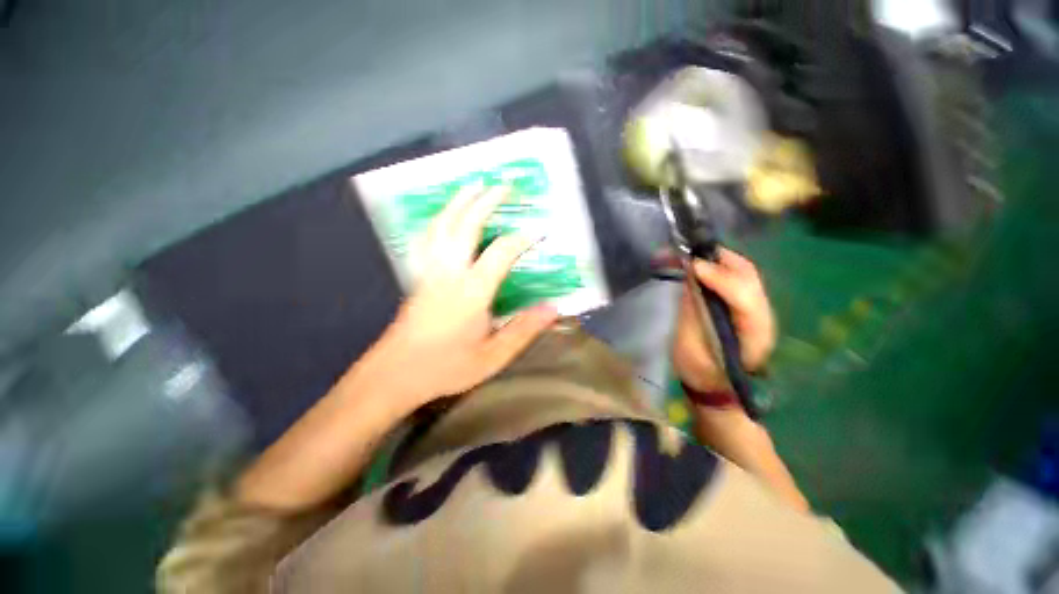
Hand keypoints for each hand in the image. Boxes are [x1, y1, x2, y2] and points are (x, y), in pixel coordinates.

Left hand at [371, 183, 558, 411]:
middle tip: (504, 186)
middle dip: (486, 201)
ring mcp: (429, 271)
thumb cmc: (445, 367)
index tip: (540, 230)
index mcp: (471, 291)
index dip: (522, 237)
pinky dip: (437, 220)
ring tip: (473, 186)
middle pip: (466, 225)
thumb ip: (523, 330)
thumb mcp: (492, 356)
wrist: (394, 374)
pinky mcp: (417, 276)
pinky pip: (426, 238)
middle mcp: (448, 272)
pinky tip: (443, 216)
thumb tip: (553, 309)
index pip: (501, 252)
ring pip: (441, 225)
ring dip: (459, 202)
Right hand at [672, 248, 775, 393]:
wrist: (716, 386)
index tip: (692, 266)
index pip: (745, 297)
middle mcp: (762, 317)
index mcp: (752, 335)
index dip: (720, 278)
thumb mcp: (690, 347)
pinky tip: (702, 265)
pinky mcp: (747, 306)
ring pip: (746, 273)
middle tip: (690, 254)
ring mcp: (757, 309)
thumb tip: (688, 276)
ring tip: (693, 255)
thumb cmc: (700, 371)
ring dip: (720, 260)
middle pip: (750, 277)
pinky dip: (720, 267)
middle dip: (721, 260)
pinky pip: (738, 278)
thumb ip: (692, 311)